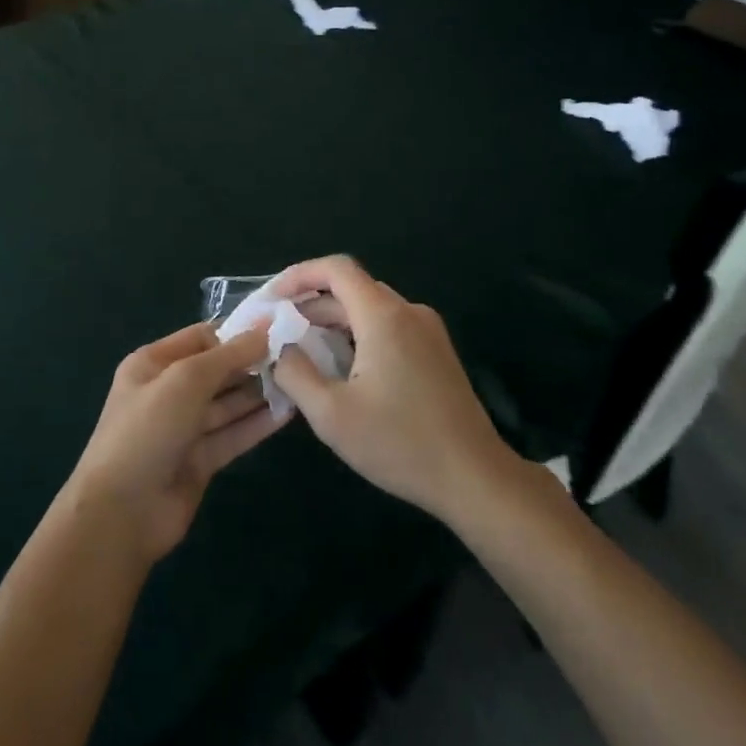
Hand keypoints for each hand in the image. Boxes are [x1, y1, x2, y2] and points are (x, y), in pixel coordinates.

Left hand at [64, 323, 285, 564]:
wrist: (121, 513)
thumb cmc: (147, 431)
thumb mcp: (185, 381)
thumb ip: (227, 355)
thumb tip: (264, 330)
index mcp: (152, 364)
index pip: (200, 338)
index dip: (235, 335)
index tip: (275, 333)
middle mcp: (167, 392)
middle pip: (217, 371)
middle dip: (251, 365)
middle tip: (295, 358)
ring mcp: (183, 429)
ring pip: (227, 405)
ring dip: (258, 394)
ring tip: (298, 382)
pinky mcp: (199, 461)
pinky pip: (232, 435)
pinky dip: (257, 425)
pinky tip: (287, 413)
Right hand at [270, 256, 514, 523]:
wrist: (474, 477)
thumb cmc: (399, 443)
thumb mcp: (331, 414)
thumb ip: (294, 373)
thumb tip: (280, 348)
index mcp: (383, 316)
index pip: (336, 268)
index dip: (299, 275)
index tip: (271, 300)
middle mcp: (408, 312)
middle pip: (351, 289)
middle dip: (310, 305)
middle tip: (277, 332)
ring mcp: (427, 331)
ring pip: (370, 310)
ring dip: (333, 323)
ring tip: (302, 352)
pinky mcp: (436, 352)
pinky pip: (388, 328)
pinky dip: (357, 336)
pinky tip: (341, 369)